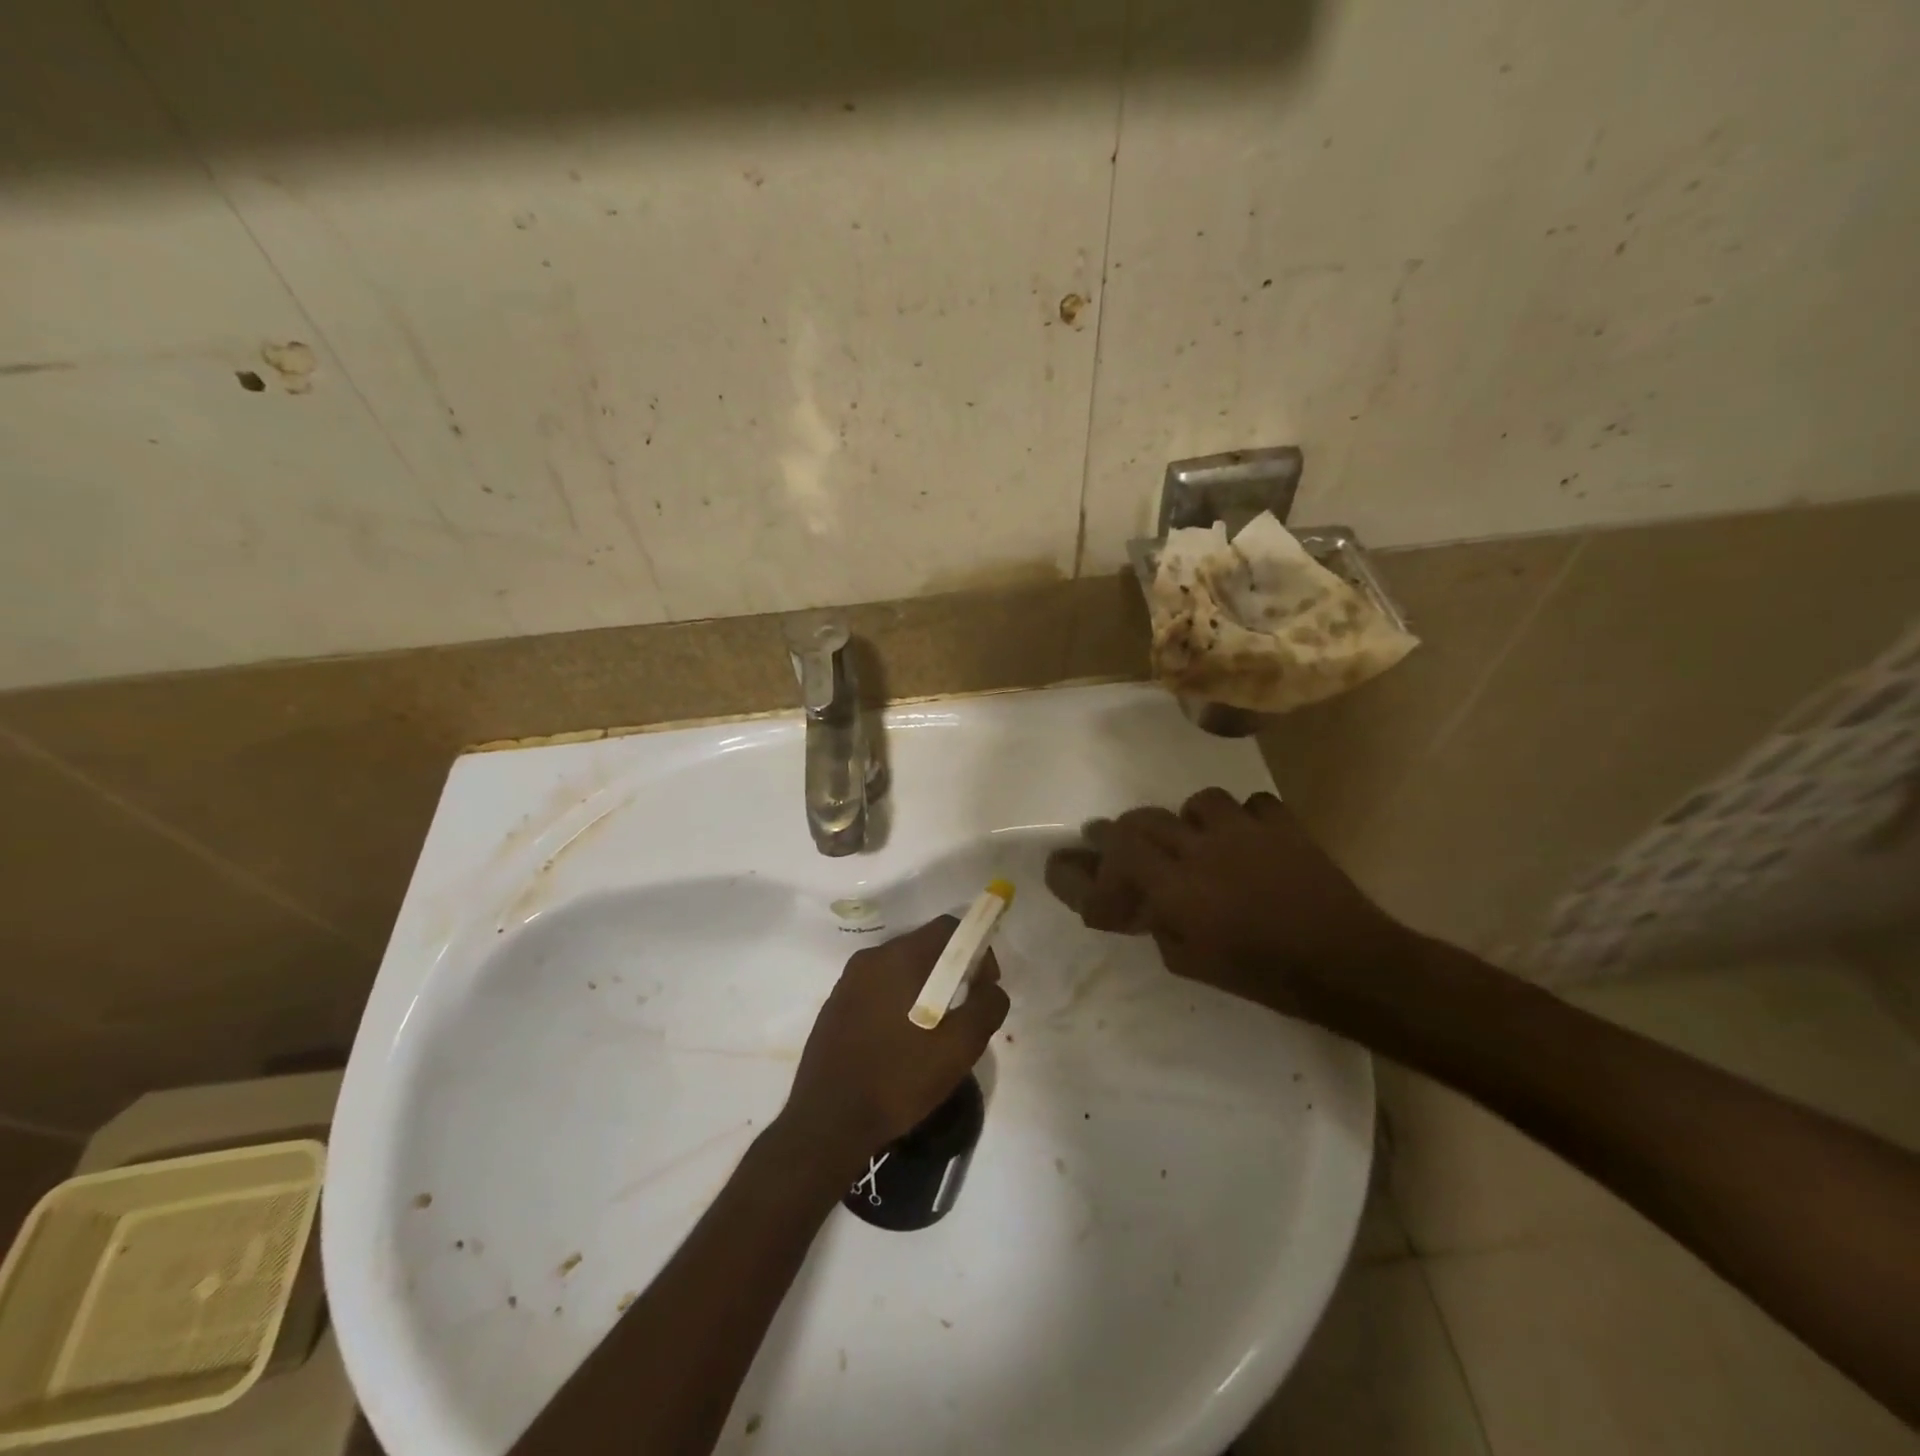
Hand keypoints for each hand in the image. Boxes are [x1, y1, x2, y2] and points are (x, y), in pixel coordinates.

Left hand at [782, 916, 1008, 1169]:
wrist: (827, 1123)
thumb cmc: (898, 1078)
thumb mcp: (959, 1047)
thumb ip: (986, 1007)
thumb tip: (992, 988)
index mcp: (900, 957)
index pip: (948, 928)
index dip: (977, 948)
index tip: (985, 985)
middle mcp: (870, 958)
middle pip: (924, 946)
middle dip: (952, 970)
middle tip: (966, 1010)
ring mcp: (848, 981)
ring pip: (900, 969)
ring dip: (925, 987)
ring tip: (936, 1031)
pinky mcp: (835, 1005)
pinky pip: (878, 989)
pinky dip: (899, 1002)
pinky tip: (903, 1041)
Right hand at [1043, 789, 1413, 1017]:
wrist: (1344, 963)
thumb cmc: (1262, 975)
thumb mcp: (1192, 965)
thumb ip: (1159, 926)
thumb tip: (1146, 904)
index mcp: (1176, 888)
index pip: (1116, 860)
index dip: (1089, 868)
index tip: (1074, 874)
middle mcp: (1200, 849)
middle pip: (1143, 822)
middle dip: (1122, 833)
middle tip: (1115, 845)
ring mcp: (1243, 831)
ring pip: (1196, 803)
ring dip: (1185, 821)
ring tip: (1191, 838)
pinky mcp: (1282, 826)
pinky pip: (1252, 805)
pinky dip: (1243, 819)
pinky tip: (1246, 838)